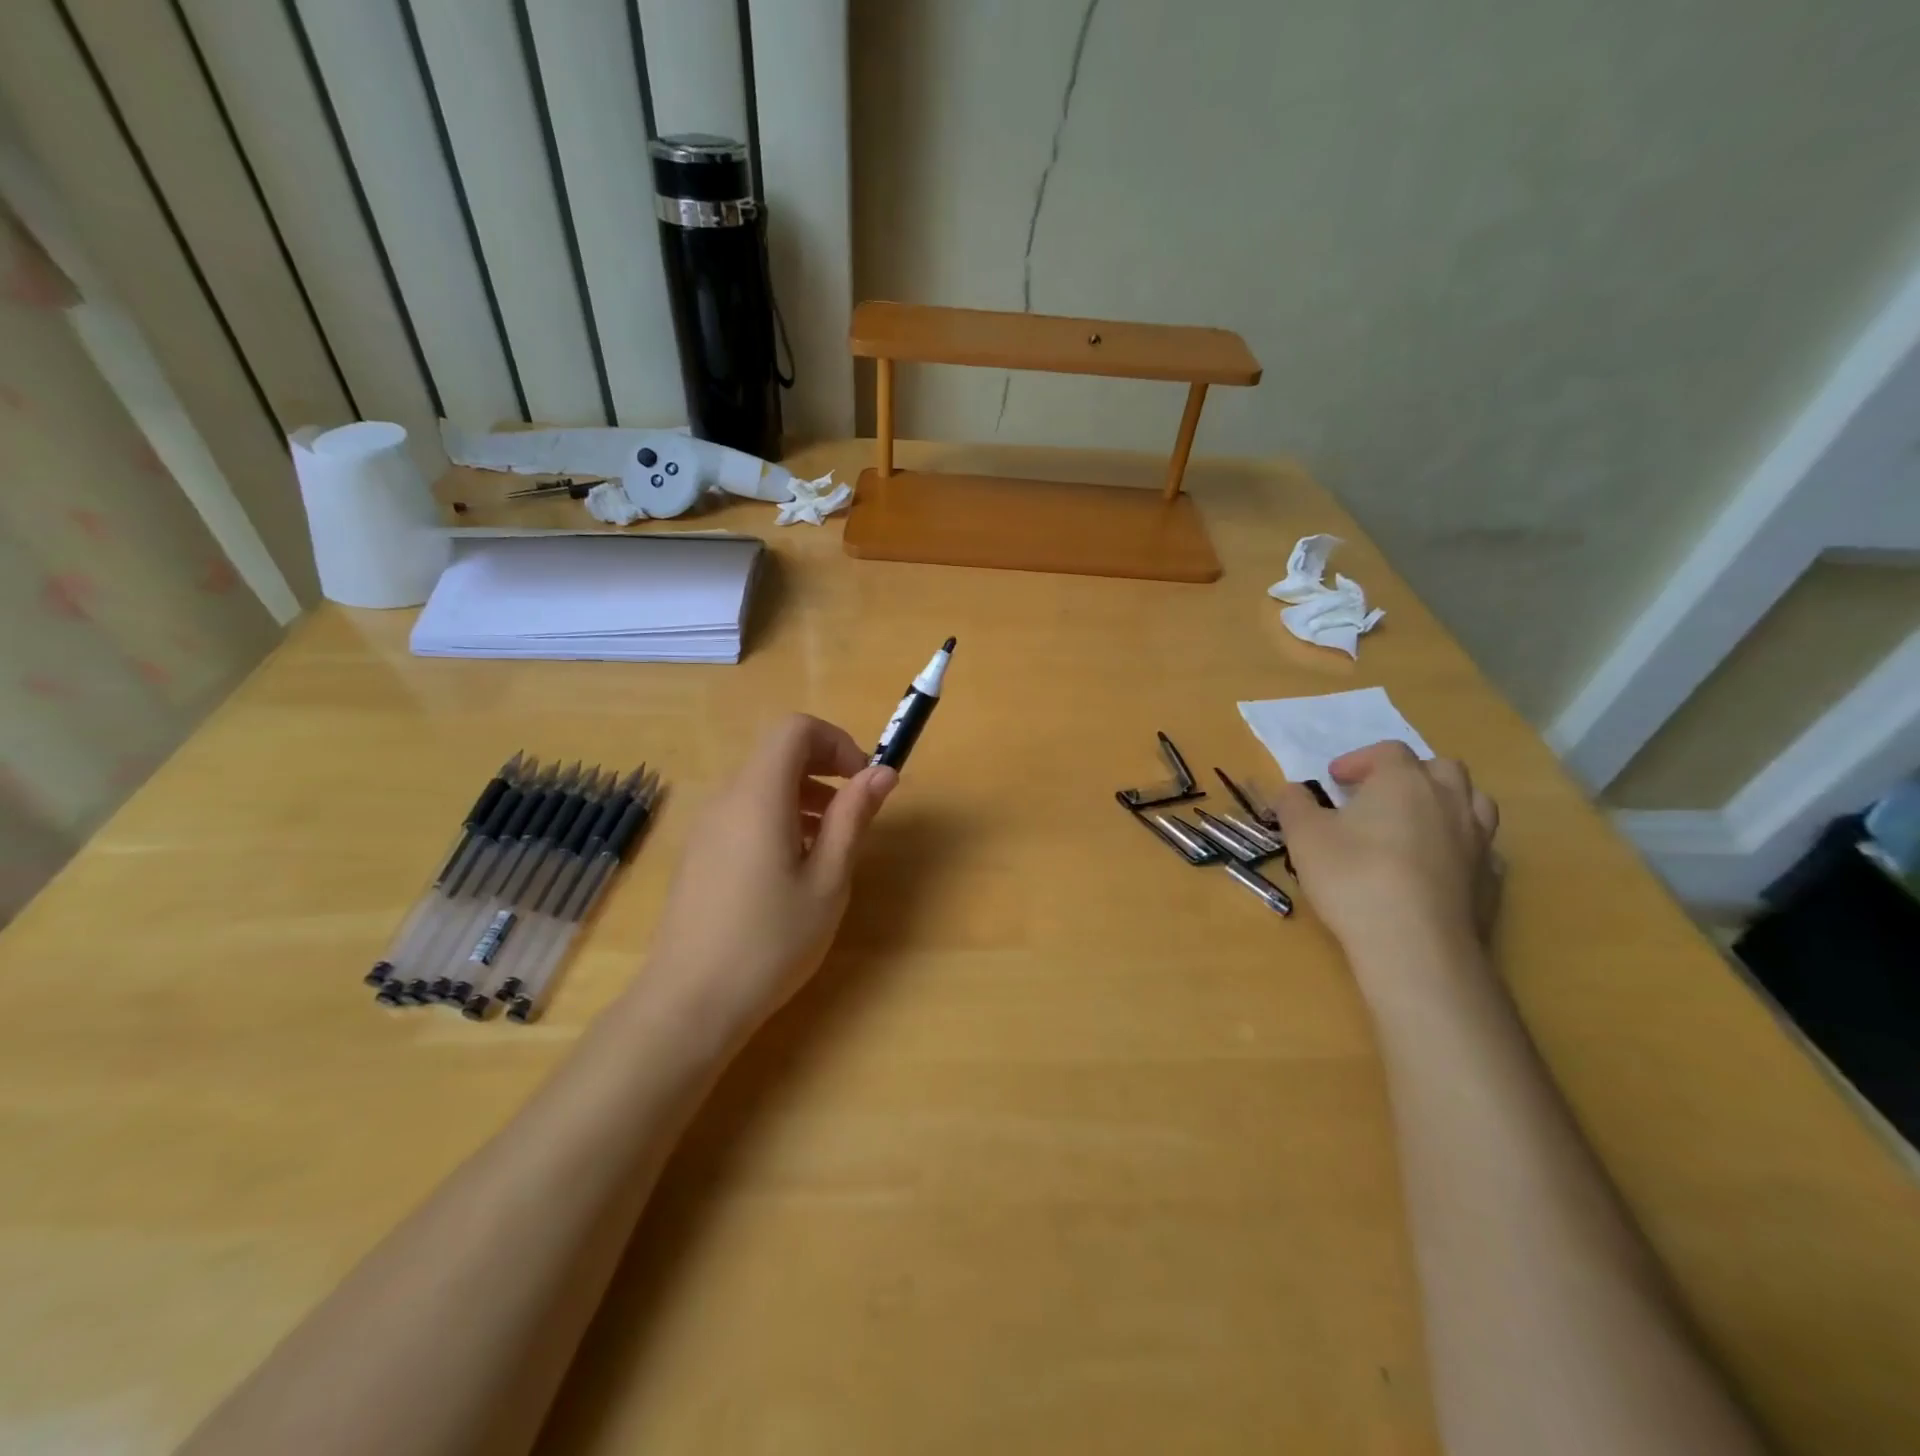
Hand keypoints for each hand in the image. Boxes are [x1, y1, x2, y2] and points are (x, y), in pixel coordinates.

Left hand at [637, 714, 896, 1041]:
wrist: (689, 1002)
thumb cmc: (771, 940)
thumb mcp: (828, 880)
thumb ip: (853, 818)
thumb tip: (882, 772)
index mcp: (759, 795)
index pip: (795, 729)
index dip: (836, 742)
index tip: (863, 781)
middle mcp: (726, 798)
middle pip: (777, 753)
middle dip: (824, 769)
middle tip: (855, 813)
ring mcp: (706, 825)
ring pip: (761, 783)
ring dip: (803, 795)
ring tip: (829, 845)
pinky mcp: (699, 852)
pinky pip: (744, 811)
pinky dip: (778, 817)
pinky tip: (792, 867)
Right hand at [1274, 742, 1500, 973]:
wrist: (1415, 945)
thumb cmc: (1353, 877)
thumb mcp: (1304, 836)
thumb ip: (1294, 805)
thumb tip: (1293, 791)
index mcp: (1403, 781)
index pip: (1388, 751)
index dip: (1360, 760)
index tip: (1335, 780)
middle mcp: (1449, 801)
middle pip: (1441, 768)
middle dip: (1411, 774)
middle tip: (1380, 796)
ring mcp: (1479, 841)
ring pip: (1475, 803)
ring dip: (1446, 804)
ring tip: (1417, 824)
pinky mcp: (1493, 880)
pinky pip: (1483, 849)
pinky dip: (1462, 847)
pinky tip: (1440, 866)